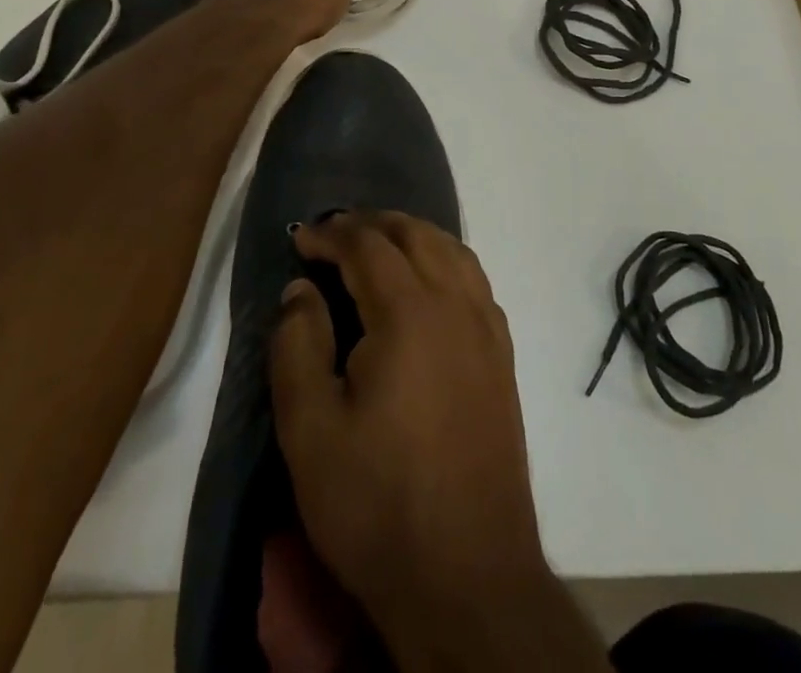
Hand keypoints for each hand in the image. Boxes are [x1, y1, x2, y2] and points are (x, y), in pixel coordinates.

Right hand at [270, 213, 546, 634]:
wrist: (468, 576)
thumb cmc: (378, 503)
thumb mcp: (309, 430)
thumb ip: (297, 345)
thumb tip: (301, 289)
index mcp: (409, 312)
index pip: (367, 245)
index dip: (331, 234)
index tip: (301, 239)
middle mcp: (456, 303)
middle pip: (416, 234)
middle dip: (372, 224)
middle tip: (335, 234)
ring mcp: (487, 328)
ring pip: (452, 250)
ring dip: (413, 236)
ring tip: (379, 246)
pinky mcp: (503, 356)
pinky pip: (475, 280)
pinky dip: (446, 261)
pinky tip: (428, 284)